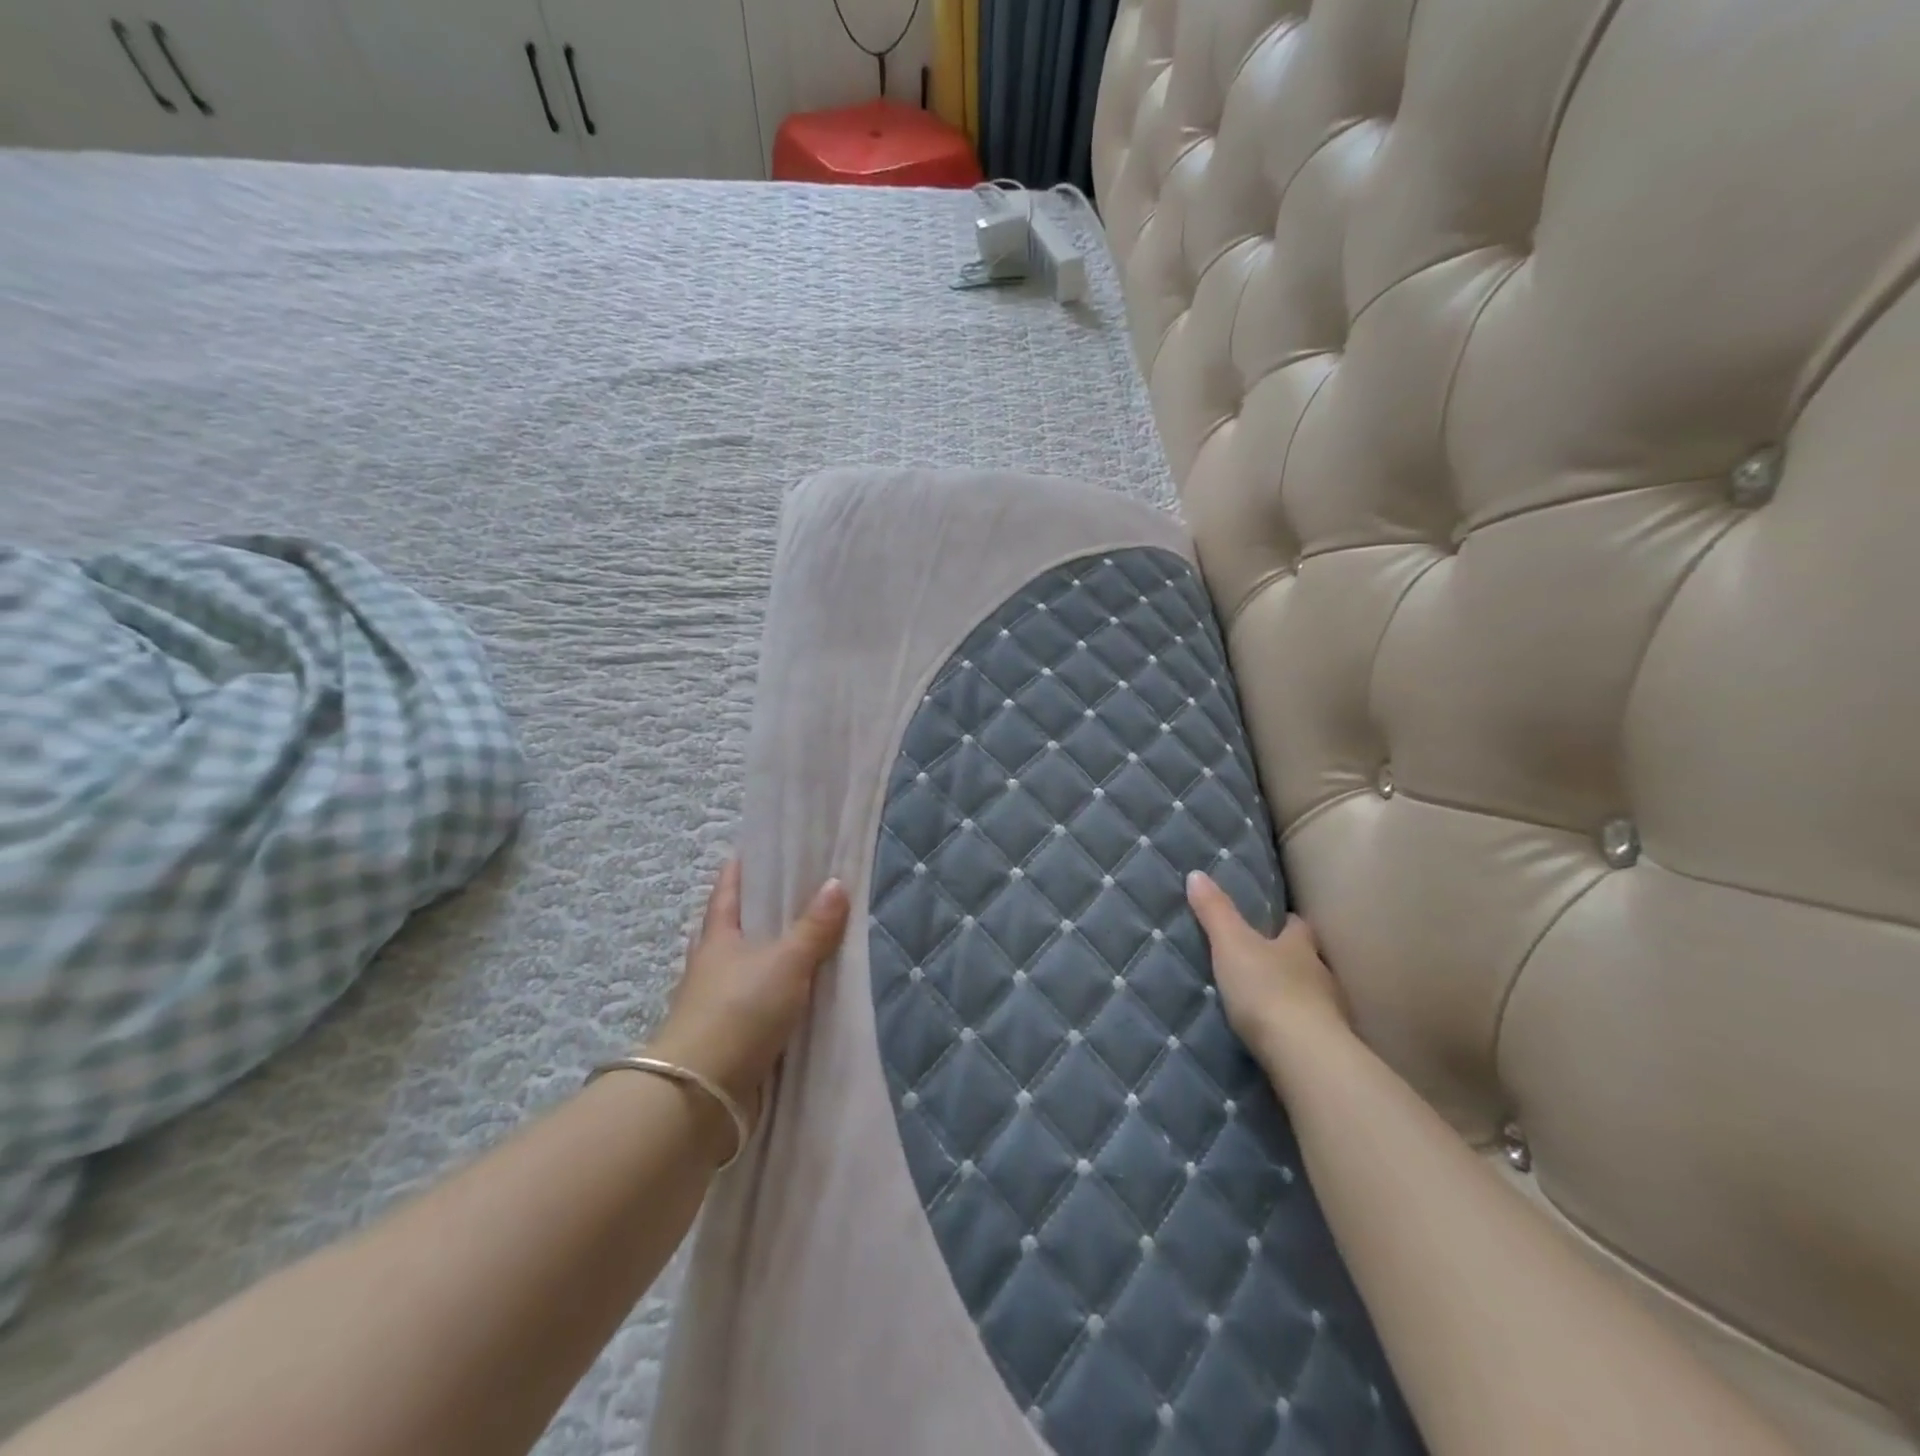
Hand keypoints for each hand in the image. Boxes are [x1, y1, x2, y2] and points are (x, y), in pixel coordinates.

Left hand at [645, 859, 848, 1126]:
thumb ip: (814, 927)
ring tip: (793, 945)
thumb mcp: (786, 962)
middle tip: (784, 897)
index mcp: (718, 938)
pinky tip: (790, 996)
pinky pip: (751, 1003)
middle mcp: (710, 966)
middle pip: (729, 929)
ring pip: (739, 968)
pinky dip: (768, 994)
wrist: (703, 1093)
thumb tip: (837, 882)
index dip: (738, 871)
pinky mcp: (725, 1037)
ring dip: (760, 957)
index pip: (727, 893)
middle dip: (751, 913)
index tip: (752, 851)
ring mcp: (714, 1003)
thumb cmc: (740, 1010)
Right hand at [1186, 870, 1347, 1072]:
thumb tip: (1197, 873)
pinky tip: (1279, 1035)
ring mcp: (1331, 1013)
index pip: (1297, 926)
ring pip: (1312, 995)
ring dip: (1294, 995)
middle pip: (1307, 960)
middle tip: (1262, 961)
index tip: (1271, 920)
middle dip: (1289, 959)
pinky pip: (1311, 1029)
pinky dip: (1297, 1028)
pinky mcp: (1329, 1048)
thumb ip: (1215, 912)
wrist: (1304, 1056)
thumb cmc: (1267, 989)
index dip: (1284, 921)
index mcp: (1300, 946)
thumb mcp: (1231, 944)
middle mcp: (1321, 974)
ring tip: (1267, 1001)